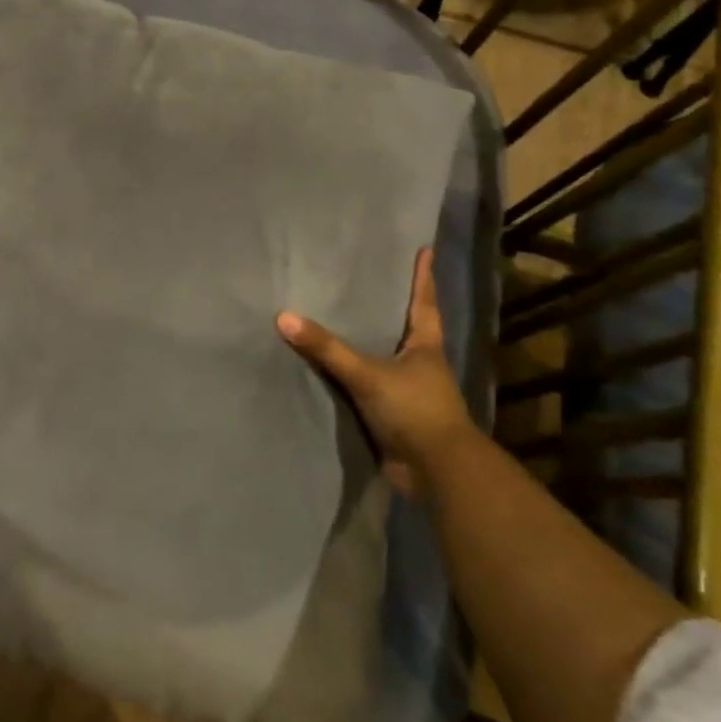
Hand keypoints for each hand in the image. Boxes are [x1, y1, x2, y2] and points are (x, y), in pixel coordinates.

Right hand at [276, 246, 471, 496]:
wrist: (437, 472)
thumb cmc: (414, 410)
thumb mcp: (368, 374)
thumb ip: (327, 348)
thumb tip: (284, 317)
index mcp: (425, 346)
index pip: (424, 302)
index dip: (423, 276)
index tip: (424, 249)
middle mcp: (420, 364)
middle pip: (406, 327)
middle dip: (394, 306)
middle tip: (373, 278)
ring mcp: (408, 392)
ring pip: (386, 358)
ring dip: (371, 342)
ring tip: (345, 318)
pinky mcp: (394, 416)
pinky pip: (369, 387)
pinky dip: (355, 377)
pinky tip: (333, 369)